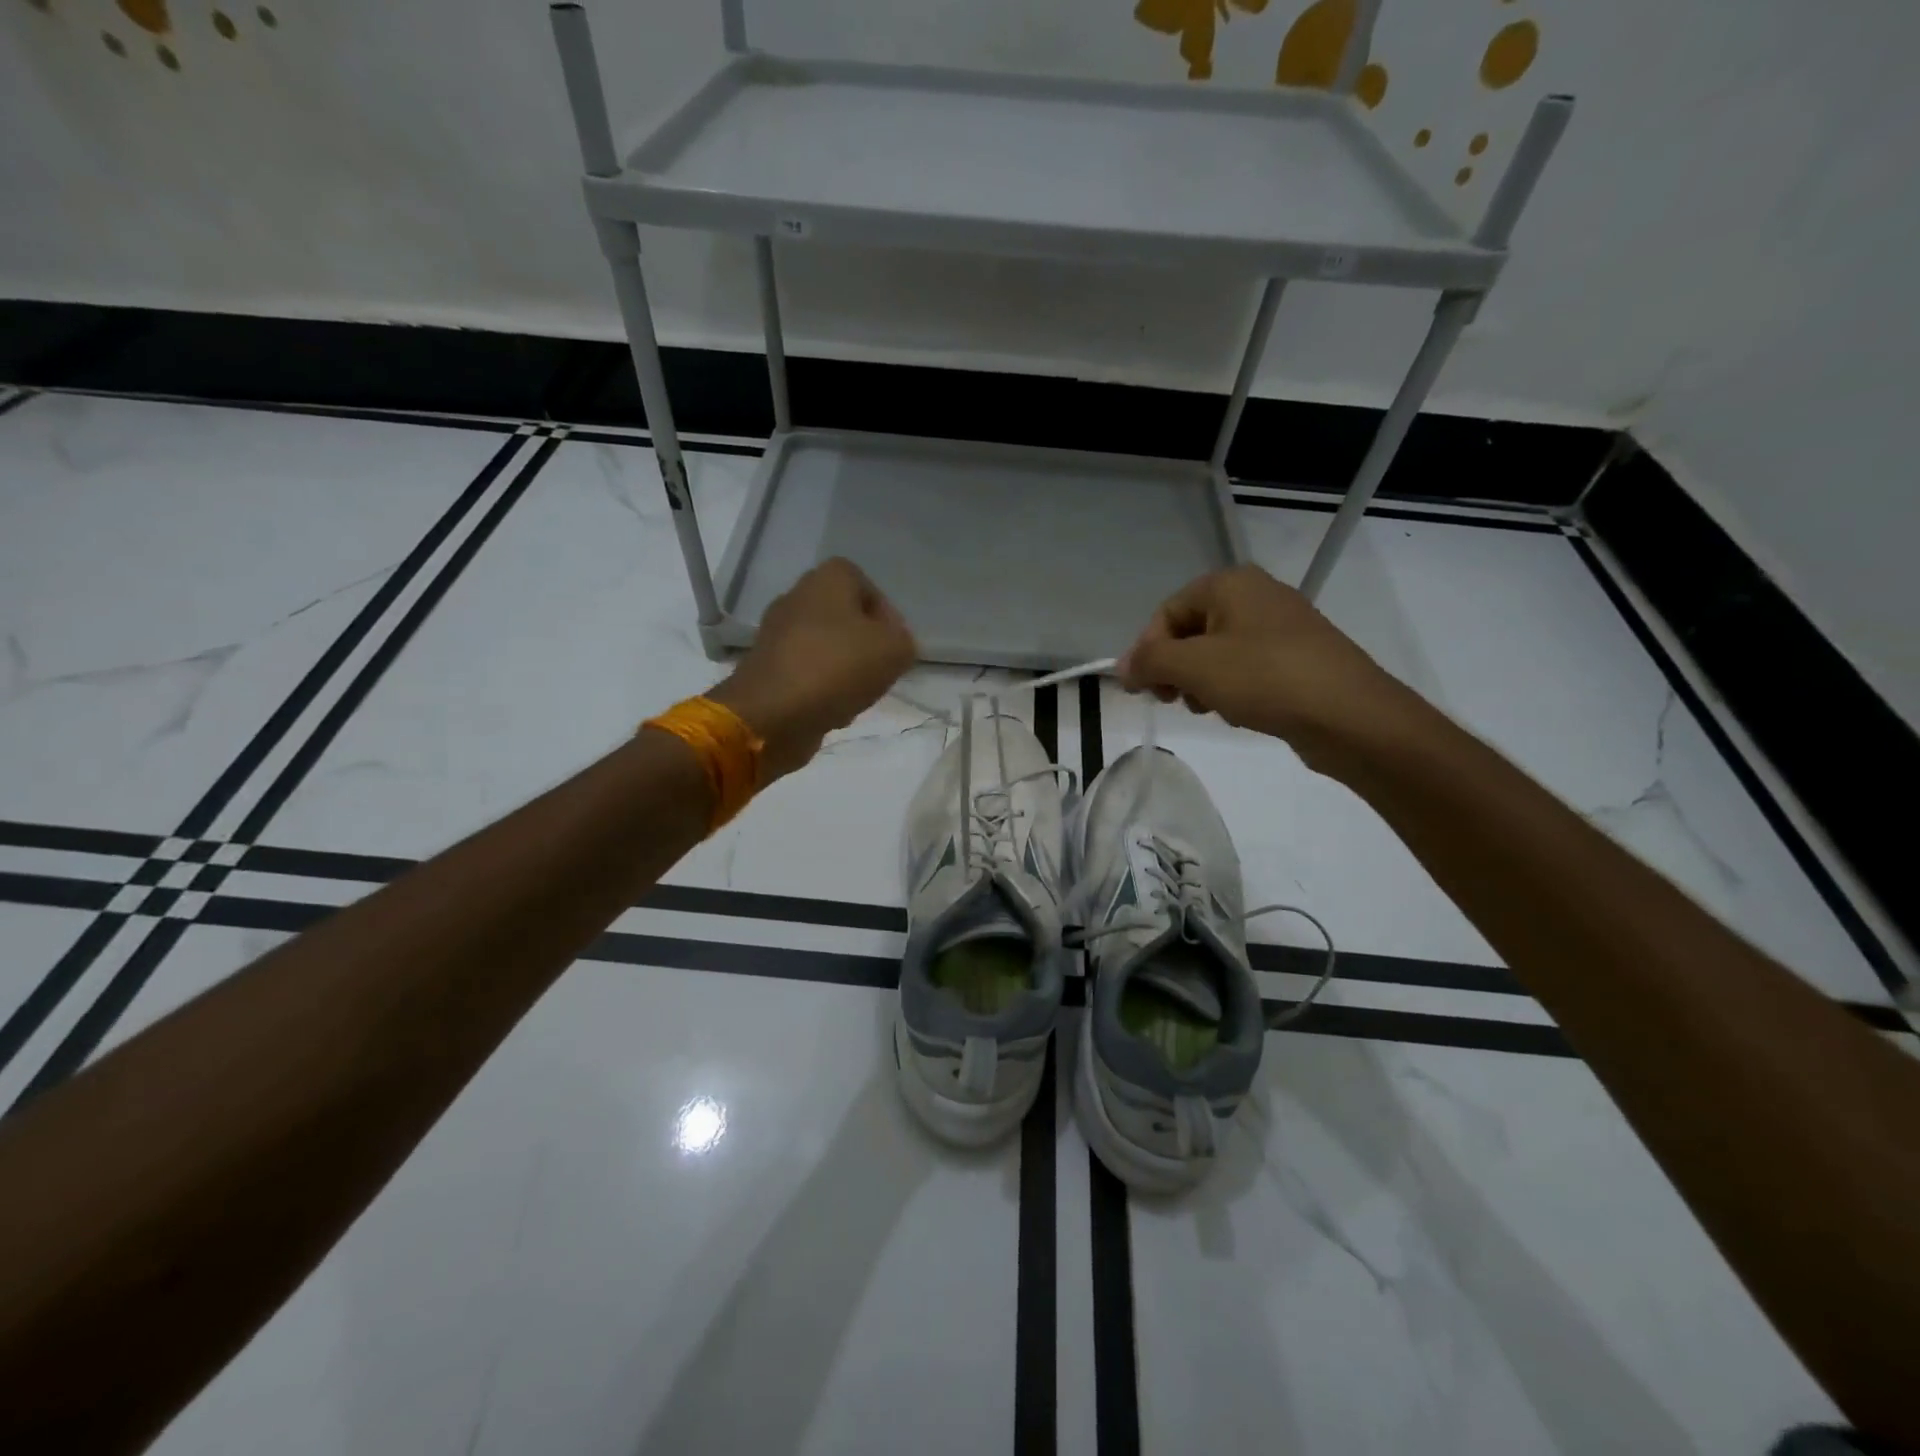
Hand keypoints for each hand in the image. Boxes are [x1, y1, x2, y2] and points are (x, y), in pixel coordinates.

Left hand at [710, 558, 916, 780]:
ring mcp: (776, 634)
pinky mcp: (766, 668)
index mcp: (826, 580)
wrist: (771, 714)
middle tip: (879, 671)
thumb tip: (893, 645)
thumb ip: (904, 641)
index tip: (895, 645)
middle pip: (844, 617)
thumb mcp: (895, 651)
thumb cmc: (837, 668)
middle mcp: (797, 597)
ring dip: (845, 670)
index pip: (865, 584)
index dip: (886, 614)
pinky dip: (822, 689)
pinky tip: (832, 710)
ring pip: (826, 648)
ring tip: (857, 695)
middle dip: (865, 645)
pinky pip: (806, 673)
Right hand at [1118, 565, 1416, 768]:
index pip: (1166, 613)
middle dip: (1176, 669)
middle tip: (1175, 701)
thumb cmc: (1264, 678)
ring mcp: (1281, 626)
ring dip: (1202, 684)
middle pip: (1191, 632)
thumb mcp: (1194, 667)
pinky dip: (1233, 689)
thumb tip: (1121, 667)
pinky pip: (1247, 668)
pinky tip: (1239, 713)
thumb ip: (1149, 662)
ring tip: (1211, 709)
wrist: (1349, 714)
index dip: (1147, 652)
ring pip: (1217, 654)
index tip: (1144, 691)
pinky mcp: (1298, 657)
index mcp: (1229, 584)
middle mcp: (1255, 595)